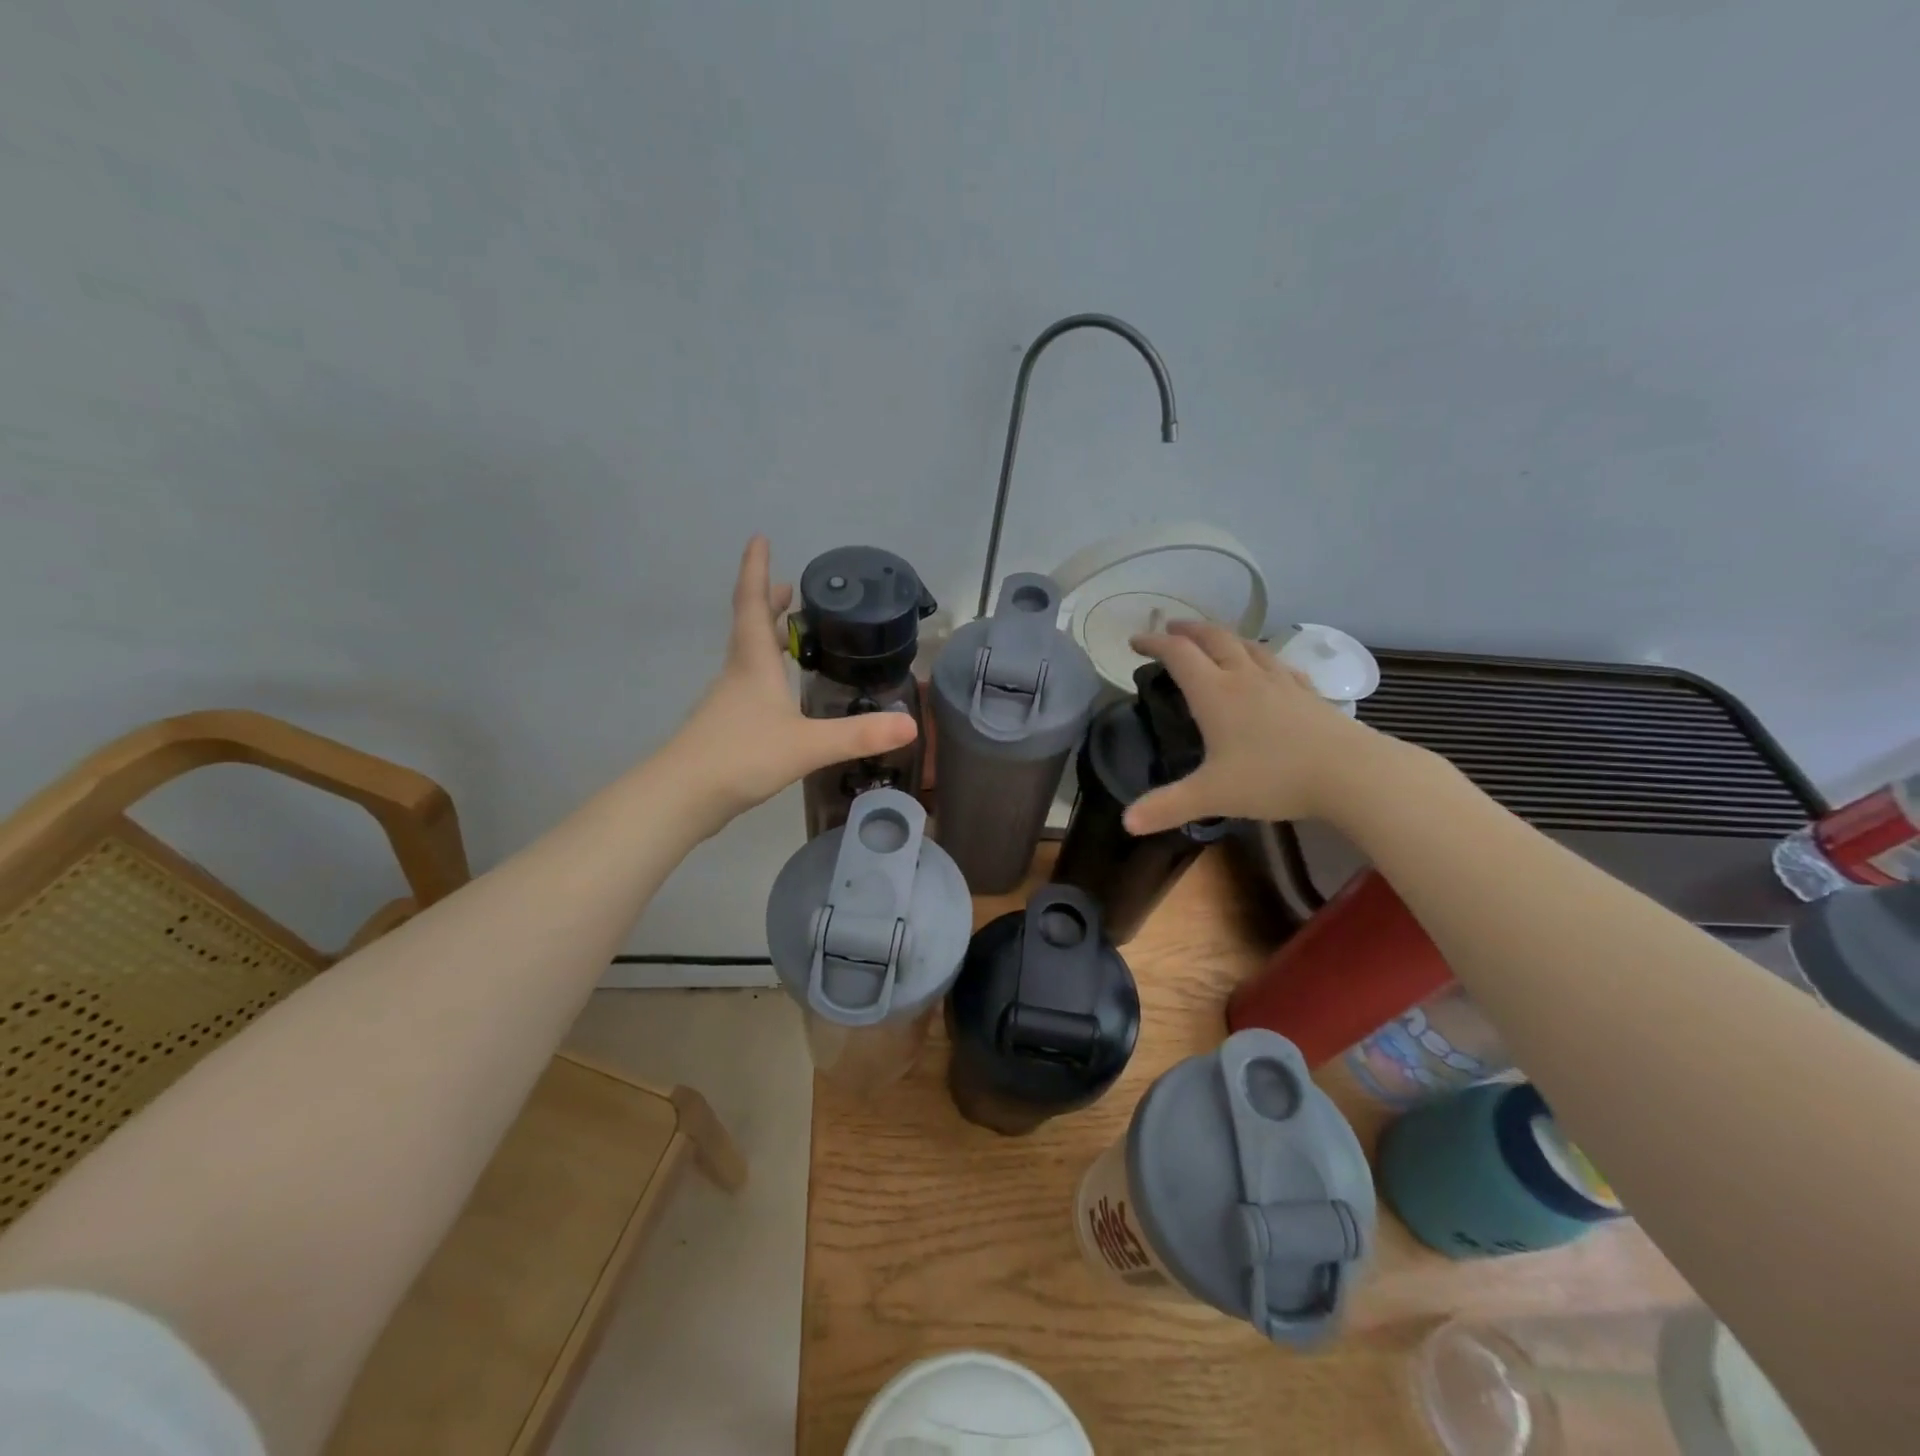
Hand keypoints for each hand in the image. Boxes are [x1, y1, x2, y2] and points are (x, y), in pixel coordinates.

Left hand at [667, 536, 917, 824]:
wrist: (682, 797)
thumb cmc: (741, 756)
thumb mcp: (807, 744)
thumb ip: (858, 735)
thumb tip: (911, 724)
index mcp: (754, 663)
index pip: (753, 604)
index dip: (756, 569)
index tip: (760, 538)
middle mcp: (738, 673)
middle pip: (752, 626)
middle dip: (770, 603)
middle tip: (792, 589)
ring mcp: (729, 701)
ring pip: (750, 657)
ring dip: (769, 638)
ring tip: (794, 634)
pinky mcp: (726, 727)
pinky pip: (751, 686)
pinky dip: (768, 673)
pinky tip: (783, 695)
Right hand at [1123, 621, 1378, 833]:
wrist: (1350, 773)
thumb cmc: (1274, 778)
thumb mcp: (1212, 795)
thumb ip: (1167, 806)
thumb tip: (1126, 823)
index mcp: (1215, 693)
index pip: (1178, 655)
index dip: (1154, 643)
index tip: (1135, 641)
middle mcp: (1245, 678)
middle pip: (1214, 638)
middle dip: (1188, 630)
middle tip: (1170, 628)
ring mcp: (1281, 682)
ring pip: (1248, 646)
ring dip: (1224, 637)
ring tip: (1213, 640)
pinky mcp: (1307, 693)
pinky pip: (1278, 664)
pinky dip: (1261, 658)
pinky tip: (1266, 668)